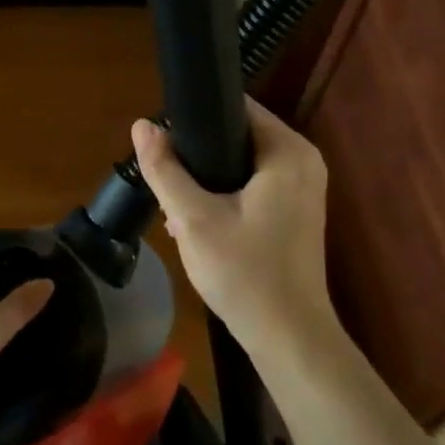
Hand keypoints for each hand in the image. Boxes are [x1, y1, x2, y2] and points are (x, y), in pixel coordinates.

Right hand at [131, 99, 338, 355]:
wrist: (287, 336)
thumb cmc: (244, 273)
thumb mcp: (192, 218)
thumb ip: (164, 169)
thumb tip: (141, 125)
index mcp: (287, 151)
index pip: (235, 108)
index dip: (194, 118)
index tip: (162, 141)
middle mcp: (303, 161)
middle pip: (236, 136)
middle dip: (197, 155)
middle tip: (164, 178)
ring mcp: (303, 188)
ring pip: (241, 164)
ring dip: (206, 179)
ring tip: (174, 204)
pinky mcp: (295, 212)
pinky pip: (252, 186)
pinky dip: (225, 196)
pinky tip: (197, 222)